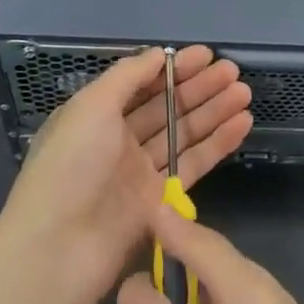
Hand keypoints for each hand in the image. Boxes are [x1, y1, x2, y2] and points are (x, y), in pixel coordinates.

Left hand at [0, 46, 252, 303]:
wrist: (58, 249)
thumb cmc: (70, 166)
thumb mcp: (91, 106)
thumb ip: (127, 76)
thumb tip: (158, 54)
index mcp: (96, 115)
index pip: (142, 83)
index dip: (174, 68)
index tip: (207, 55)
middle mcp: (118, 140)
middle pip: (167, 107)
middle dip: (200, 88)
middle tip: (234, 72)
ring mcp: (140, 172)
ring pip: (184, 134)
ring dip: (214, 112)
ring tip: (245, 93)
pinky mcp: (160, 201)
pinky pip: (193, 165)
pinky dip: (217, 144)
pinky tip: (242, 124)